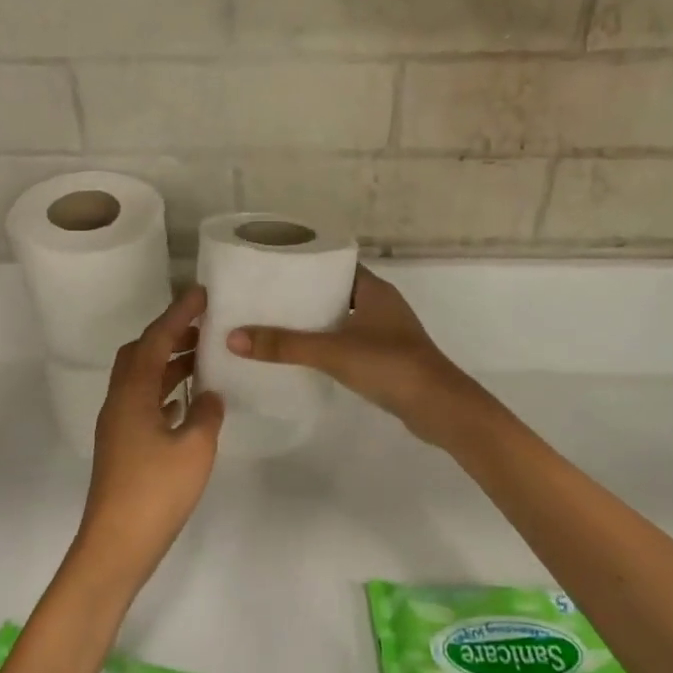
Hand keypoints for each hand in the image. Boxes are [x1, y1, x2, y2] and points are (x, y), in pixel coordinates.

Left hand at [72, 286, 224, 590]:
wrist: (116, 546)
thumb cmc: (156, 493)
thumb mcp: (194, 449)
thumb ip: (206, 414)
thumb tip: (210, 395)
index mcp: (133, 394)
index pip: (155, 340)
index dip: (178, 314)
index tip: (201, 294)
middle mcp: (120, 402)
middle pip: (140, 354)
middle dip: (170, 335)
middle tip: (203, 327)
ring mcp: (118, 426)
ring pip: (142, 379)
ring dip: (169, 363)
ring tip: (203, 358)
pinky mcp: (123, 447)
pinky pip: (145, 402)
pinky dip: (166, 391)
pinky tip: (189, 402)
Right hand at [226, 267, 491, 448]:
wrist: (440, 408)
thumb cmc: (390, 365)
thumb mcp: (332, 352)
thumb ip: (284, 345)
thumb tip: (233, 337)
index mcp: (374, 289)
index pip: (336, 264)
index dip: (308, 264)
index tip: (276, 267)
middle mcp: (382, 304)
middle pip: (338, 290)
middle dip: (306, 293)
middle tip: (269, 296)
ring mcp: (388, 332)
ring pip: (345, 317)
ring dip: (318, 319)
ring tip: (279, 323)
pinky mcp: (388, 357)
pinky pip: (352, 340)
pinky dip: (331, 342)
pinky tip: (308, 354)